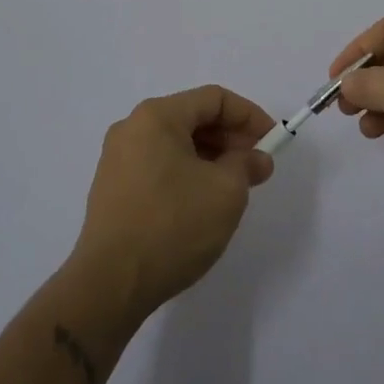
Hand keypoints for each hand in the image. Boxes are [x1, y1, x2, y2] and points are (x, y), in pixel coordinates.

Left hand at [72, 85, 277, 318]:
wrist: (110, 284)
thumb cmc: (173, 225)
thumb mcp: (225, 191)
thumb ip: (247, 165)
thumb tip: (257, 159)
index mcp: (157, 116)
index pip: (214, 99)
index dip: (249, 116)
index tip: (273, 141)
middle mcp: (132, 128)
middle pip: (193, 118)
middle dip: (230, 138)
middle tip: (257, 166)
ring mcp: (118, 159)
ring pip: (176, 144)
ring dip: (211, 157)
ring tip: (235, 186)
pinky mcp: (113, 188)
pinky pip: (159, 165)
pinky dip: (187, 173)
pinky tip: (203, 201)